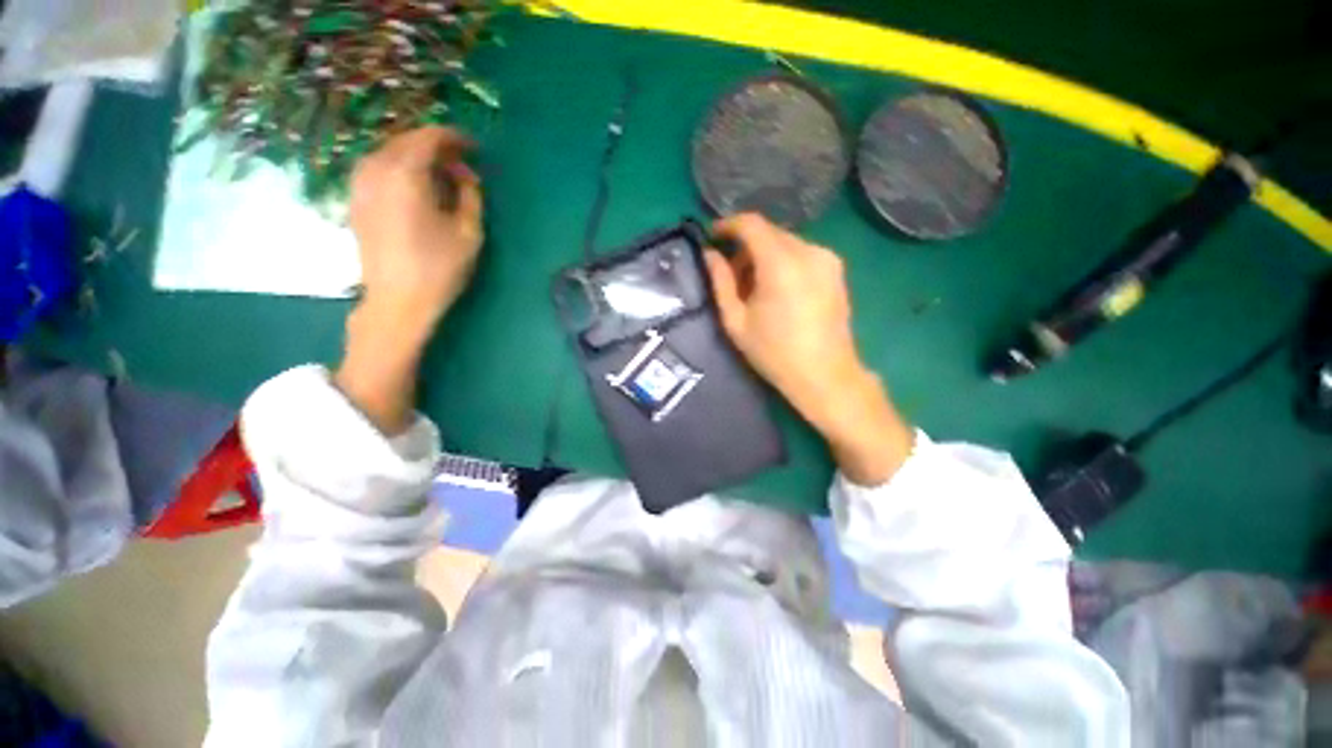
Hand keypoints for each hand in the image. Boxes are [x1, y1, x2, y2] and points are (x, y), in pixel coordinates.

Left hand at [349, 126, 482, 342]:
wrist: (397, 300)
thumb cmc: (439, 268)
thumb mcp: (469, 232)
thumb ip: (470, 195)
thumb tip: (466, 175)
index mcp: (405, 174)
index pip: (429, 137)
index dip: (455, 138)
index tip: (475, 148)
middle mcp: (376, 169)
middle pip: (406, 141)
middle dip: (436, 147)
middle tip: (462, 164)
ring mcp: (360, 183)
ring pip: (389, 152)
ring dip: (417, 157)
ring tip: (441, 176)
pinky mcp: (355, 199)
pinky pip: (378, 168)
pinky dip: (400, 168)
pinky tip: (416, 187)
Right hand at [705, 213, 913, 484]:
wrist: (825, 375)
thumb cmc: (774, 353)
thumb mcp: (736, 320)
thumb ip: (720, 282)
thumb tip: (709, 254)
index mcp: (780, 263)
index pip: (751, 224)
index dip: (728, 225)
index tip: (712, 237)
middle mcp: (808, 251)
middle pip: (769, 232)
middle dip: (745, 246)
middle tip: (730, 274)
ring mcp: (827, 259)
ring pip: (785, 242)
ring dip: (764, 255)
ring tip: (753, 288)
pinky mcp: (837, 269)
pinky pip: (802, 253)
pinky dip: (783, 262)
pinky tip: (777, 290)